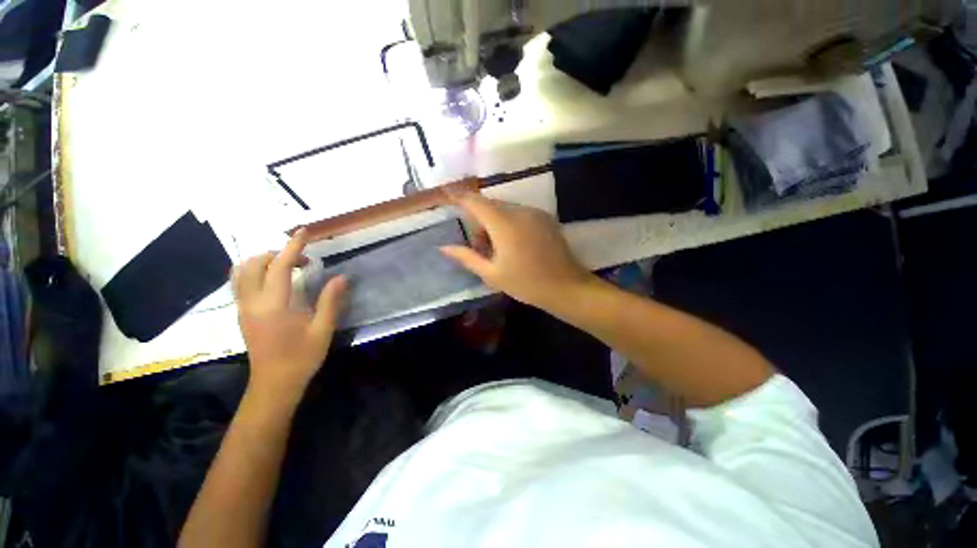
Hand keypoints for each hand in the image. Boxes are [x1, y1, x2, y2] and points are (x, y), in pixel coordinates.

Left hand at [232, 229, 347, 399]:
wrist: (274, 384)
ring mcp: (243, 308)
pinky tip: (275, 280)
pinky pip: (240, 282)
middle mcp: (253, 302)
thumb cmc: (301, 358)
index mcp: (275, 305)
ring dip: (263, 261)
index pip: (280, 266)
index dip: (293, 246)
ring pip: (241, 272)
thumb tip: (341, 277)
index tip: (304, 232)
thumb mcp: (323, 330)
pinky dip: (255, 271)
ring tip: (287, 266)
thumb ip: (331, 301)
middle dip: (277, 253)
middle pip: (254, 264)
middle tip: (303, 260)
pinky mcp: (242, 314)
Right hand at [441, 192, 593, 309]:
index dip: (458, 196)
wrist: (567, 287)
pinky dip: (509, 222)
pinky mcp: (545, 218)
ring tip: (496, 249)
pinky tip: (513, 244)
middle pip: (490, 205)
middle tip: (478, 245)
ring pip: (505, 209)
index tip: (445, 194)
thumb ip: (467, 257)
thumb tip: (445, 247)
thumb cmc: (527, 284)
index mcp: (504, 224)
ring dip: (494, 222)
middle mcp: (520, 211)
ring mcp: (535, 213)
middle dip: (478, 218)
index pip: (475, 201)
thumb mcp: (492, 274)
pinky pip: (519, 213)